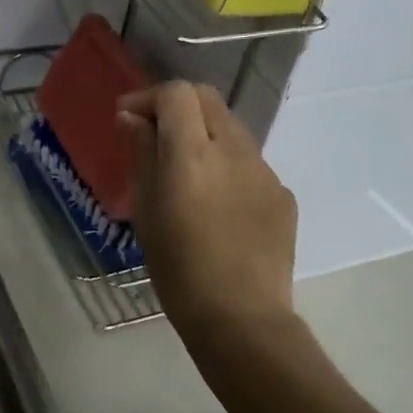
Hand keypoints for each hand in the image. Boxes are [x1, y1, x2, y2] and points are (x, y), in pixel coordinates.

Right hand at [118, 82, 298, 342]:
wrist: (241, 319)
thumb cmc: (179, 269)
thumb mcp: (147, 210)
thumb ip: (142, 155)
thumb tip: (133, 118)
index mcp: (192, 154)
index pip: (177, 94)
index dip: (149, 98)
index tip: (128, 119)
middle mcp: (233, 150)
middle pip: (207, 98)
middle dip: (177, 106)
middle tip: (154, 134)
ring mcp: (264, 170)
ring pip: (231, 128)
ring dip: (204, 134)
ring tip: (187, 172)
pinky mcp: (283, 193)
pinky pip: (249, 162)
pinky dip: (227, 165)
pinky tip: (218, 204)